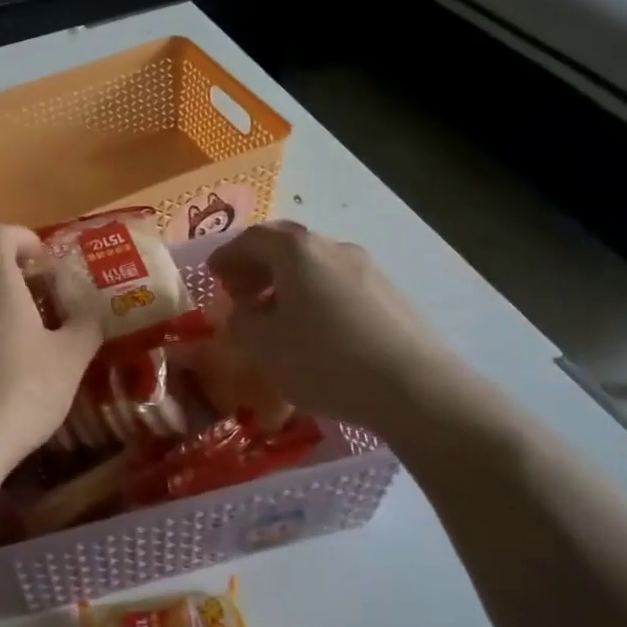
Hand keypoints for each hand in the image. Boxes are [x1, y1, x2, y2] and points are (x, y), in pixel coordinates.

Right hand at [207, 222, 454, 428]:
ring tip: (276, 317)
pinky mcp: (391, 296)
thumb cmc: (324, 359)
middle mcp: (334, 248)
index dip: (227, 255)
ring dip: (288, 284)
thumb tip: (245, 312)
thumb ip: (242, 323)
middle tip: (240, 293)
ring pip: (315, 268)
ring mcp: (368, 269)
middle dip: (258, 267)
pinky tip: (315, 332)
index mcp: (297, 251)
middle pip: (287, 247)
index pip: (252, 239)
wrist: (413, 387)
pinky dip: (316, 298)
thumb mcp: (263, 346)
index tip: (212, 275)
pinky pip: (340, 287)